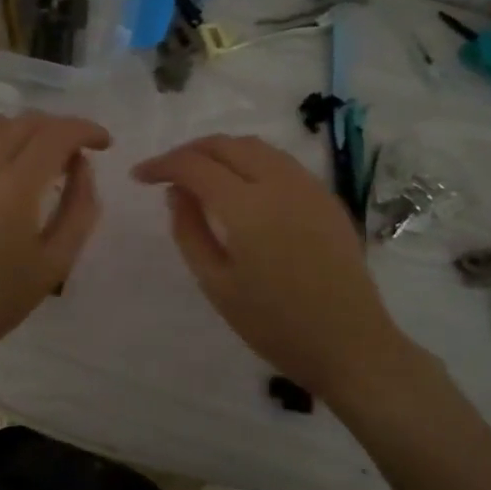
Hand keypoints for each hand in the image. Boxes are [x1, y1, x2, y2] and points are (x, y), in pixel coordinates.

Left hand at [0, 111, 110, 369]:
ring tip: (29, 161)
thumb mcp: (55, 263)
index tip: (101, 143)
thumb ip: (79, 208)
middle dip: (56, 130)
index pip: (57, 133)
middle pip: (25, 121)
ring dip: (20, 133)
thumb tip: (81, 167)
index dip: (86, 129)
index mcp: (13, 187)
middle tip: (69, 155)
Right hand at [132, 135, 422, 400]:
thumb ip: (189, 231)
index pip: (194, 165)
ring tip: (201, 176)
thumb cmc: (274, 324)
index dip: (162, 165)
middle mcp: (279, 182)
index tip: (139, 176)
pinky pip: (280, 161)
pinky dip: (250, 161)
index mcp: (247, 206)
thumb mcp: (216, 284)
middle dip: (189, 151)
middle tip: (167, 174)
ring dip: (221, 152)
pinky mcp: (326, 197)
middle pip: (225, 144)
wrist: (350, 345)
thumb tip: (177, 194)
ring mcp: (308, 186)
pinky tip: (241, 188)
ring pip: (255, 146)